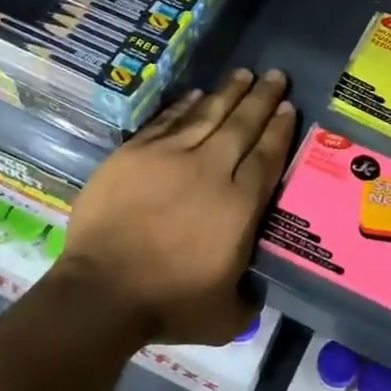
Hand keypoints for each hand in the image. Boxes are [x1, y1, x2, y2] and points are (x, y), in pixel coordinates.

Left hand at [59, 68, 297, 346]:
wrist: (101, 291)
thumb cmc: (167, 304)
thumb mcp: (225, 317)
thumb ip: (247, 298)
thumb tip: (255, 289)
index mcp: (238, 205)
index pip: (266, 157)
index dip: (280, 129)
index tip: (289, 107)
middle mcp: (209, 170)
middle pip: (242, 125)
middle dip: (262, 98)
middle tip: (276, 75)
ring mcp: (169, 156)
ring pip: (206, 114)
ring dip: (228, 92)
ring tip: (244, 74)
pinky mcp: (134, 153)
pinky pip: (167, 120)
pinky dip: (184, 105)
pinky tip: (197, 94)